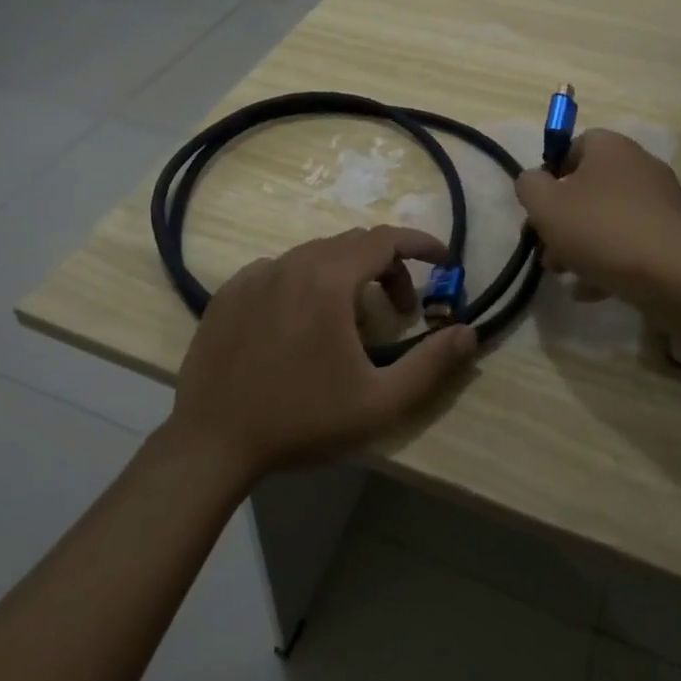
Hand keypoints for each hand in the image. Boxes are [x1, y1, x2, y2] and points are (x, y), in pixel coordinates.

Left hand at [170, 226, 478, 482]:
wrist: (212, 442)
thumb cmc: (301, 421)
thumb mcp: (378, 403)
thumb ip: (430, 365)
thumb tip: (468, 332)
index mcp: (329, 280)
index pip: (386, 239)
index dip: (421, 244)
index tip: (444, 260)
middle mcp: (292, 263)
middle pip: (353, 244)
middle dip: (388, 268)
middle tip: (400, 310)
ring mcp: (256, 274)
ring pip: (316, 254)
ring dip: (347, 275)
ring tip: (352, 322)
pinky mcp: (230, 290)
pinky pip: (281, 269)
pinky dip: (306, 282)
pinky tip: (303, 323)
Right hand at [515, 129, 680, 316]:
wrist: (674, 274)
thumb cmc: (600, 228)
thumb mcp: (545, 205)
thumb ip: (529, 186)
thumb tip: (534, 181)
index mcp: (610, 147)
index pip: (574, 145)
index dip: (552, 174)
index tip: (540, 206)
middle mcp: (639, 166)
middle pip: (590, 187)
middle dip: (564, 219)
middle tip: (548, 249)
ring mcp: (661, 202)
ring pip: (609, 219)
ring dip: (583, 245)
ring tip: (566, 275)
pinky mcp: (674, 236)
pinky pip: (632, 243)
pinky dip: (610, 262)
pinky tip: (591, 290)